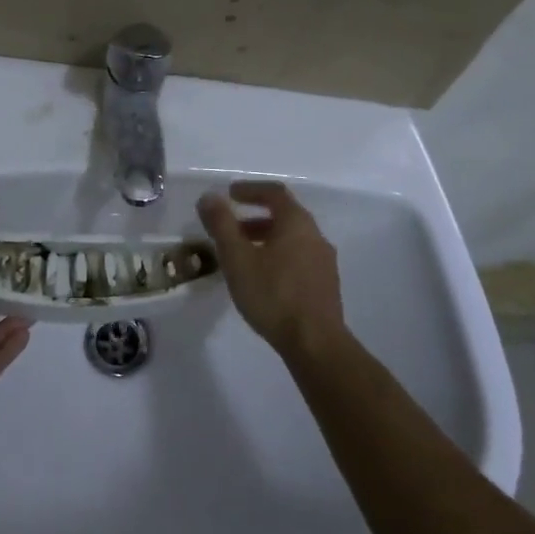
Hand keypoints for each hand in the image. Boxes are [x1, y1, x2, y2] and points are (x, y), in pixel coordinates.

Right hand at [198, 180, 345, 359]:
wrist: (315, 343)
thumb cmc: (273, 294)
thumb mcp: (237, 258)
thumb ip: (221, 225)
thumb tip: (209, 197)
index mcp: (296, 223)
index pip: (274, 193)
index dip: (250, 189)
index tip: (230, 194)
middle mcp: (315, 236)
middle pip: (284, 216)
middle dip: (255, 217)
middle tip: (230, 228)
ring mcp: (324, 262)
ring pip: (292, 239)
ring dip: (266, 238)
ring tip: (242, 255)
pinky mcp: (325, 285)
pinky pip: (298, 258)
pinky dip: (278, 256)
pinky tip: (262, 278)